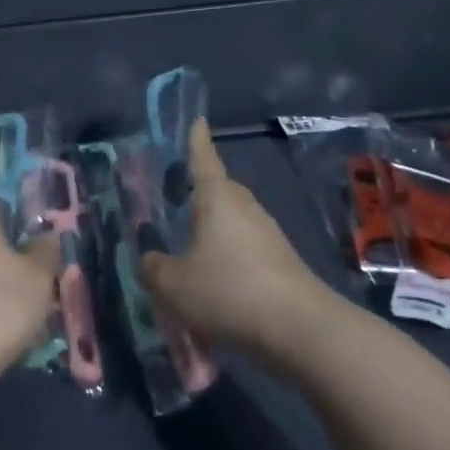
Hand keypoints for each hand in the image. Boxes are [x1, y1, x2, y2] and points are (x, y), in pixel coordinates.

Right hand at [140, 122, 338, 359]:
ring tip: (191, 245)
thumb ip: (153, 268)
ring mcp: (269, 235)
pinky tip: (215, 278)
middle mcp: (245, 209)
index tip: (198, 121)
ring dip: (214, 228)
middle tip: (179, 195)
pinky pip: (246, 247)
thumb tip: (149, 260)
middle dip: (202, 190)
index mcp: (217, 201)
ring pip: (235, 220)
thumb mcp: (172, 284)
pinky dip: (228, 254)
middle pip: (222, 190)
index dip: (196, 142)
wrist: (299, 328)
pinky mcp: (281, 262)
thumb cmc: (228, 291)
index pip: (203, 161)